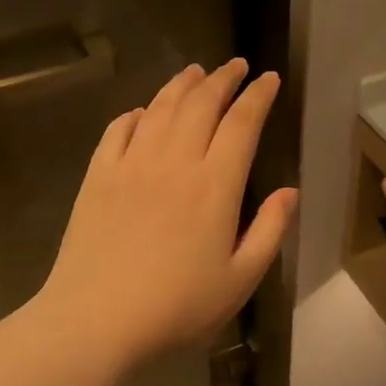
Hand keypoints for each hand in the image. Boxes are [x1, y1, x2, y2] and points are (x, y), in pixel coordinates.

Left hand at [37, 59, 298, 373]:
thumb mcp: (239, 280)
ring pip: (159, 108)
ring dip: (181, 85)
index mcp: (214, 185)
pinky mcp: (97, 176)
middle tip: (236, 65)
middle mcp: (174, 161)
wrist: (96, 320)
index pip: (241, 123)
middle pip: (201, 103)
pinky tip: (141, 112)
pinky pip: (117, 130)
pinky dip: (134, 114)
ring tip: (195, 72)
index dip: (258, 96)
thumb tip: (289, 192)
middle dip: (223, 78)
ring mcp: (131, 164)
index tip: (269, 78)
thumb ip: (269, 231)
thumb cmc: (176, 307)